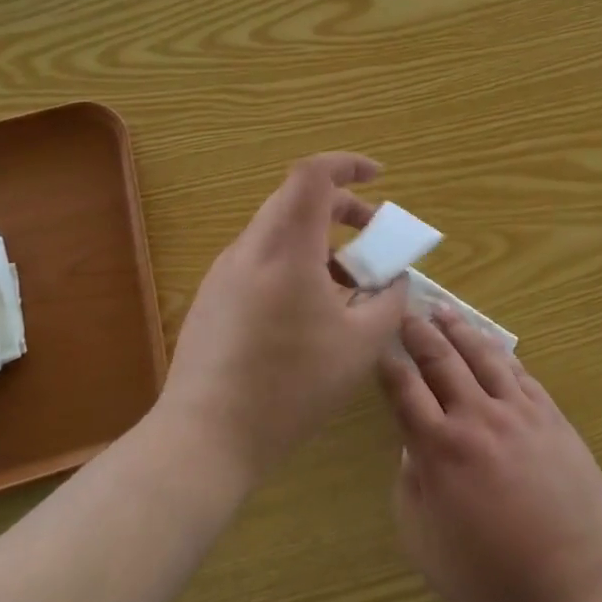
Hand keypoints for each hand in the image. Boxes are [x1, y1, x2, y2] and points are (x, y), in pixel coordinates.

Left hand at [160, 153, 408, 479]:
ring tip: (347, 282)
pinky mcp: (213, 296)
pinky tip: (309, 309)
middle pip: (296, 198)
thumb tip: (396, 280)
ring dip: (318, 238)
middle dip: (341, 207)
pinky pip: (261, 258)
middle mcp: (251, 247)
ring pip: (278, 230)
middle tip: (372, 234)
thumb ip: (388, 302)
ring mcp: (226, 271)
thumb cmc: (291, 386)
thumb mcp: (360, 347)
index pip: (313, 174)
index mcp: (287, 248)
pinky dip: (294, 261)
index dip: (348, 164)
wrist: (205, 436)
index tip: (378, 177)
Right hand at [378, 308, 601, 601]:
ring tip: (443, 311)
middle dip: (419, 332)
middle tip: (406, 312)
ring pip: (482, 355)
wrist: (580, 583)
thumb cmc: (495, 577)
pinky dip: (500, 353)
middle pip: (441, 360)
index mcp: (440, 449)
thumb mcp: (427, 548)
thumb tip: (410, 449)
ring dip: (459, 329)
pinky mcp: (551, 415)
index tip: (378, 345)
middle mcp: (476, 417)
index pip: (404, 390)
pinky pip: (520, 372)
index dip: (388, 363)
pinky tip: (492, 345)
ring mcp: (518, 411)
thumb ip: (409, 491)